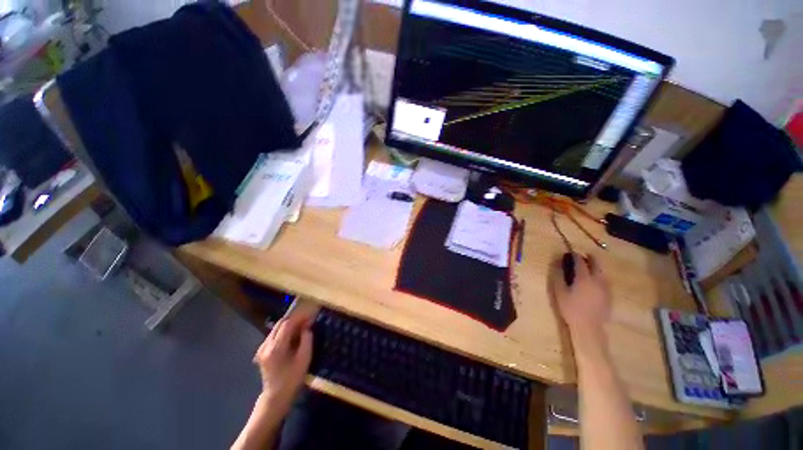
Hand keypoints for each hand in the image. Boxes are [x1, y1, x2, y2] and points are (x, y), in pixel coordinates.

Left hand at [253, 312, 313, 415]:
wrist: (276, 395)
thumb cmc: (292, 378)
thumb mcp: (304, 359)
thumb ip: (306, 339)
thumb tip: (307, 326)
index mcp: (276, 348)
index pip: (287, 324)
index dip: (299, 318)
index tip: (310, 316)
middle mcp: (266, 345)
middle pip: (280, 324)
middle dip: (295, 319)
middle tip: (307, 320)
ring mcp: (262, 348)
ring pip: (277, 328)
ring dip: (290, 324)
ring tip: (302, 327)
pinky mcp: (262, 350)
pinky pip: (274, 334)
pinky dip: (285, 331)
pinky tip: (293, 335)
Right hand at [549, 253, 610, 349]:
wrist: (588, 327)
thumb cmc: (570, 308)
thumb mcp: (559, 291)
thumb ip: (558, 275)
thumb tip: (557, 263)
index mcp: (584, 278)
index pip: (580, 262)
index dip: (575, 255)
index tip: (570, 252)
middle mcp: (597, 280)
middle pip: (597, 264)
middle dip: (591, 258)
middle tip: (585, 255)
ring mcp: (605, 288)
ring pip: (603, 273)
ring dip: (596, 267)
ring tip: (590, 267)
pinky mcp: (609, 296)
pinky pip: (605, 281)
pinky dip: (600, 277)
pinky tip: (595, 282)